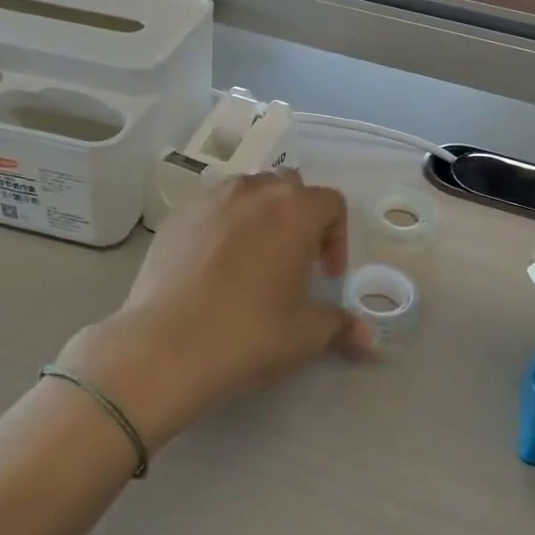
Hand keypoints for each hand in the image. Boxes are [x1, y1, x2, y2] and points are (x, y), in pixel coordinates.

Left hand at [55, 172, 376, 450]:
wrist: (165, 347)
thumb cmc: (249, 334)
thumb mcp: (305, 335)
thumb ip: (340, 325)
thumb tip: (369, 336)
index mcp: (295, 210)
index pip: (331, 203)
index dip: (337, 238)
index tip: (325, 276)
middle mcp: (254, 191)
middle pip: (289, 188)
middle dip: (299, 218)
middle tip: (293, 262)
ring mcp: (210, 199)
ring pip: (248, 192)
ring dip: (259, 216)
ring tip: (252, 259)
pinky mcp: (176, 216)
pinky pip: (211, 208)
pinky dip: (222, 225)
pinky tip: (212, 266)